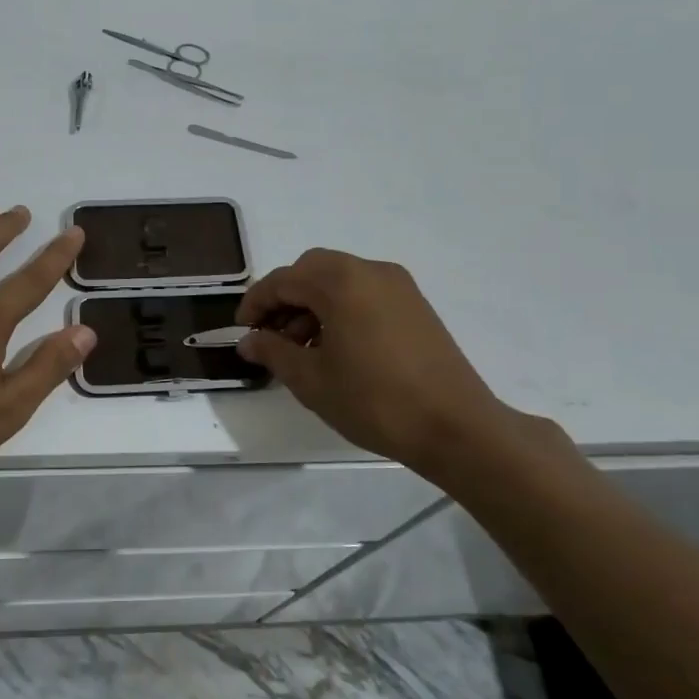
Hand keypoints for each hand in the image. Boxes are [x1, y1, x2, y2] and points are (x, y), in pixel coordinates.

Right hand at [235, 248, 517, 477]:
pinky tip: (337, 347)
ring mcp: (398, 286)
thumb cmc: (374, 401)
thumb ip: (273, 352)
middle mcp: (369, 271)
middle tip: (271, 335)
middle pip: (312, 270)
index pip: (283, 280)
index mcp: (340, 282)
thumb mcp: (311, 380)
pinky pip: (364, 292)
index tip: (242, 330)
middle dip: (285, 298)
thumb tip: (249, 341)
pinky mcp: (415, 305)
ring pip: (339, 280)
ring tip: (303, 348)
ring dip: (313, 304)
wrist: (456, 428)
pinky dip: (341, 308)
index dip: (256, 303)